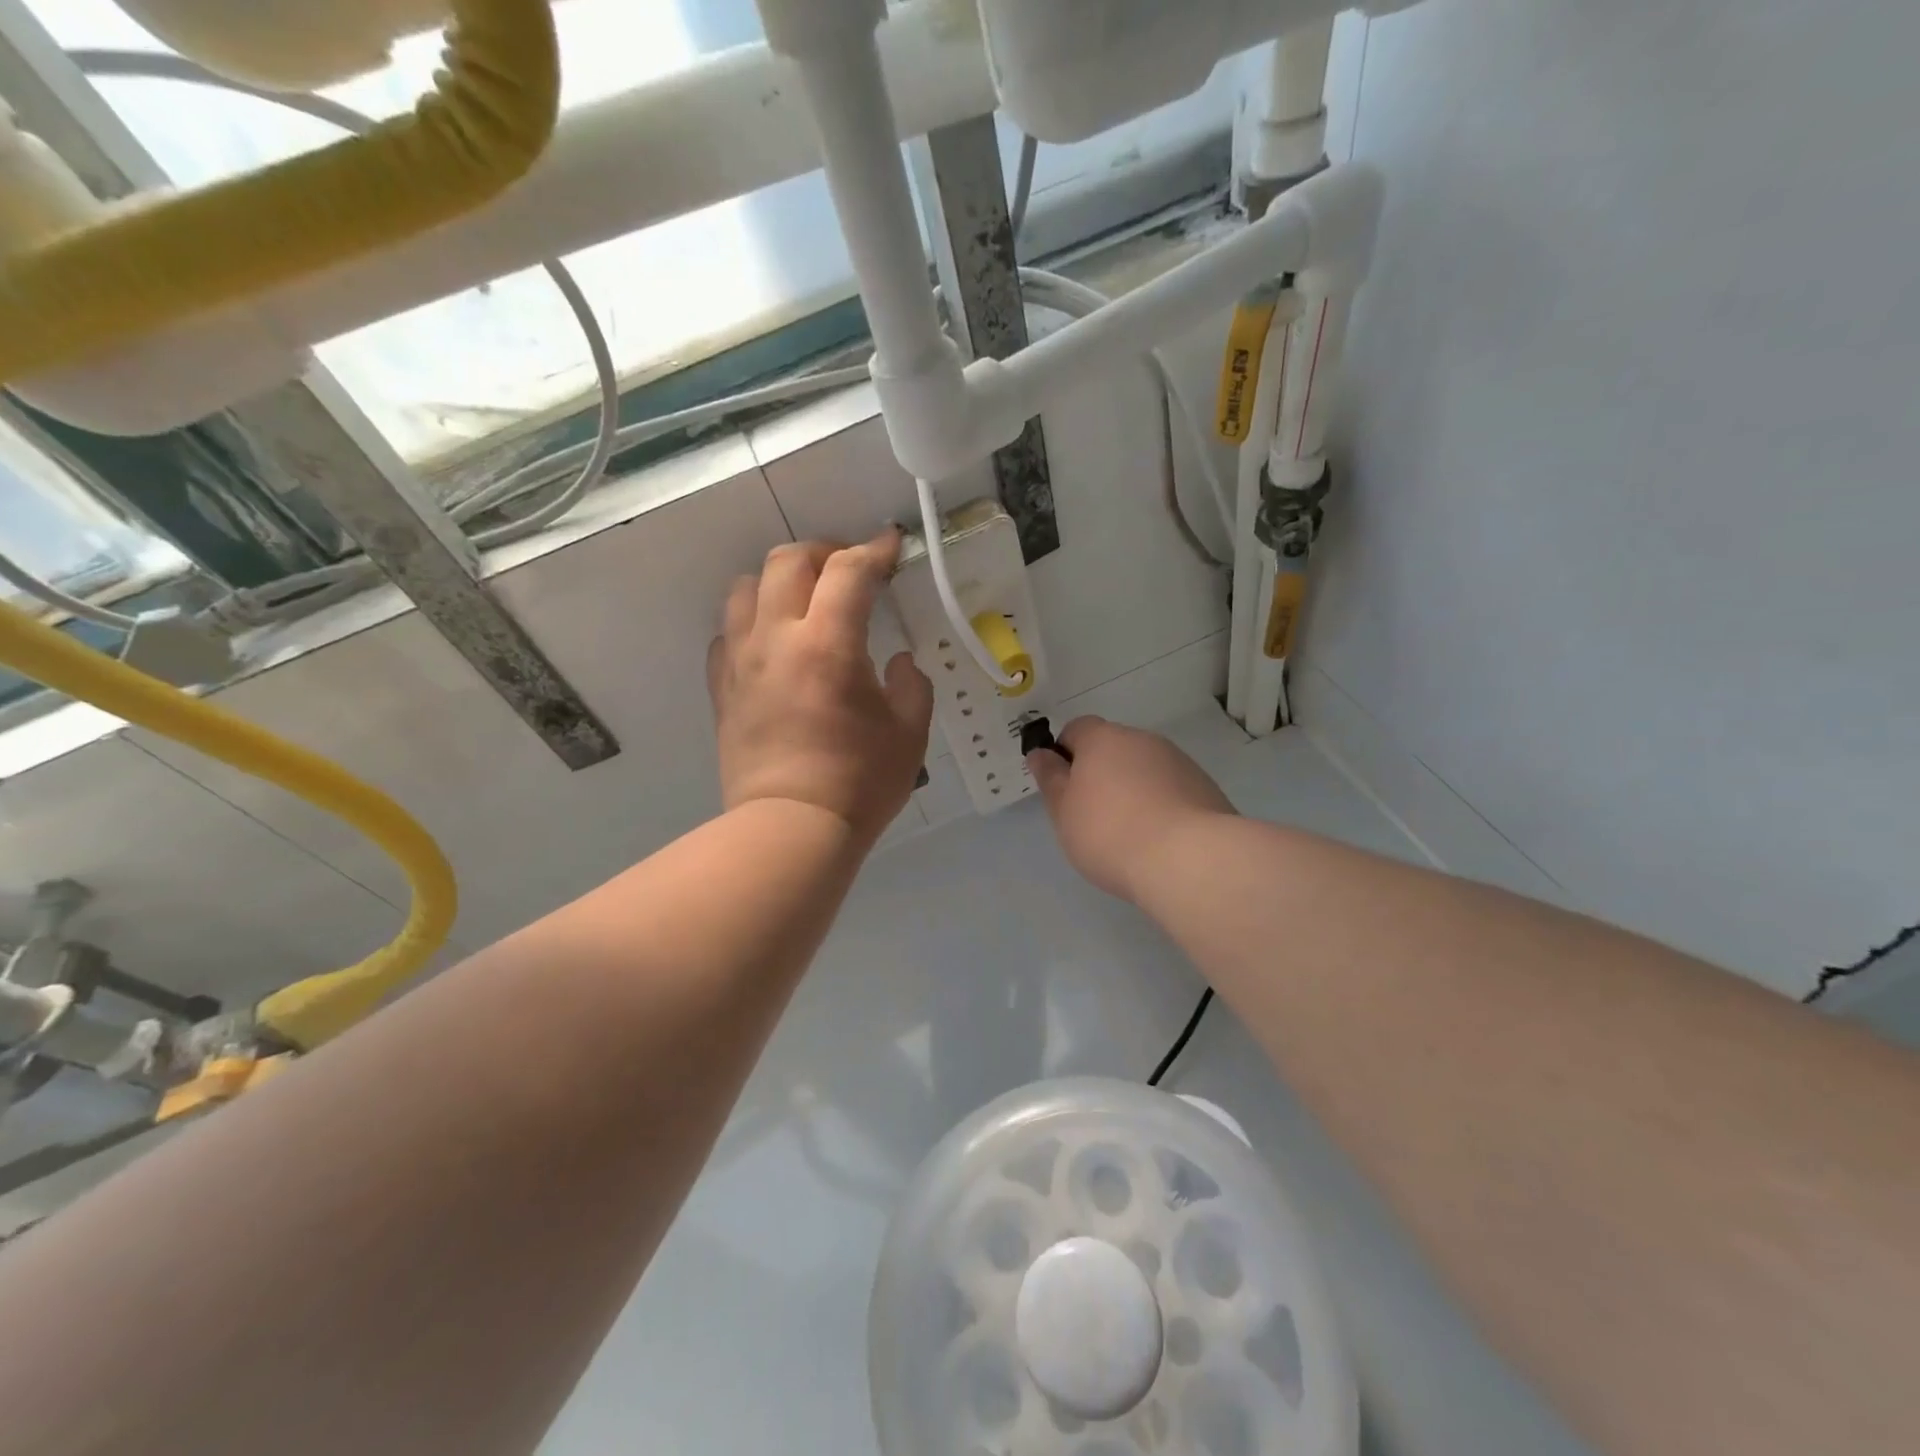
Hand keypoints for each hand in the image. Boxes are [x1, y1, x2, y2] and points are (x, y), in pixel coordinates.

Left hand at [708, 530, 932, 843]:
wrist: (791, 830)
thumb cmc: (859, 783)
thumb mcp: (910, 733)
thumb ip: (912, 686)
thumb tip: (898, 663)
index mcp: (828, 643)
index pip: (849, 571)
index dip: (874, 549)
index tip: (892, 546)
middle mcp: (776, 638)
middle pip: (787, 561)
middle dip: (824, 553)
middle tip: (849, 573)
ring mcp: (741, 662)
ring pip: (746, 588)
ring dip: (780, 581)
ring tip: (805, 602)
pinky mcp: (722, 689)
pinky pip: (727, 634)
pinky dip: (752, 623)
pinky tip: (773, 645)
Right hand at [1026, 717, 1235, 901]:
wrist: (1188, 859)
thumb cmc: (1110, 833)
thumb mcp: (1064, 811)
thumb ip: (1050, 779)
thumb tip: (1040, 753)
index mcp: (1103, 738)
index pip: (1077, 729)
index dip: (1065, 754)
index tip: (1064, 788)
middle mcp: (1142, 740)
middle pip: (1113, 748)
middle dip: (1101, 773)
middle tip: (1093, 816)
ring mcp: (1178, 762)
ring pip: (1144, 769)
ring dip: (1133, 789)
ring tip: (1130, 833)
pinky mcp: (1204, 787)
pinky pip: (1171, 789)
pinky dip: (1161, 805)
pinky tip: (1159, 839)